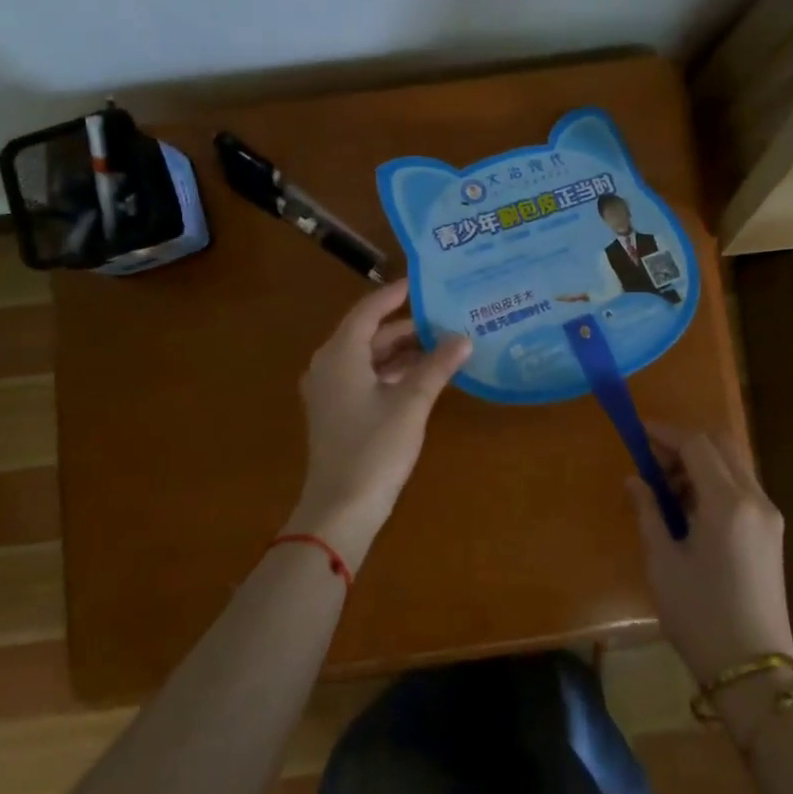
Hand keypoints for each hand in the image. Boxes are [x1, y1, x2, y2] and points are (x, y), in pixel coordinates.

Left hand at [291, 278, 470, 567]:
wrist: (340, 509)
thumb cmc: (374, 448)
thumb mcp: (411, 403)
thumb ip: (437, 366)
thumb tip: (464, 338)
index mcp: (340, 354)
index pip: (368, 310)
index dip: (395, 295)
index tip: (422, 284)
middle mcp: (328, 365)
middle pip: (368, 334)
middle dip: (405, 327)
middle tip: (443, 318)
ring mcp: (329, 391)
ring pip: (368, 358)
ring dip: (401, 352)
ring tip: (441, 346)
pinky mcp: (335, 413)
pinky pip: (364, 378)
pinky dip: (391, 373)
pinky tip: (422, 377)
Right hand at [626, 424, 792, 686]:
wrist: (755, 672)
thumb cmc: (700, 617)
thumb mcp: (663, 563)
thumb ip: (649, 512)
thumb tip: (635, 479)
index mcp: (727, 503)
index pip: (696, 445)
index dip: (666, 433)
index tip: (638, 432)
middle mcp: (755, 499)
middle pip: (721, 445)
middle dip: (685, 444)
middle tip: (653, 463)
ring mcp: (769, 516)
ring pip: (734, 464)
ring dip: (701, 462)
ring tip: (667, 490)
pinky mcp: (773, 533)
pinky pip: (743, 487)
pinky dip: (716, 481)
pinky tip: (691, 508)